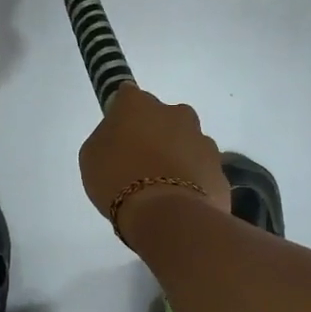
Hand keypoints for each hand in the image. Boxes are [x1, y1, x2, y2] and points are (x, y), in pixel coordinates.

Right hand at [78, 86, 230, 236]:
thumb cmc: (118, 180)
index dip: (122, 114)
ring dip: (177, 157)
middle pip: (163, 117)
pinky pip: (201, 170)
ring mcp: (202, 140)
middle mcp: (175, 113)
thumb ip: (106, 137)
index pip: (128, 95)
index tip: (117, 133)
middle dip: (155, 133)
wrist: (167, 216)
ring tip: (162, 188)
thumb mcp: (91, 157)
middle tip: (140, 162)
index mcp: (139, 105)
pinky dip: (193, 181)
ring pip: (187, 143)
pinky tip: (180, 202)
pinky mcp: (219, 169)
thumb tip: (119, 136)